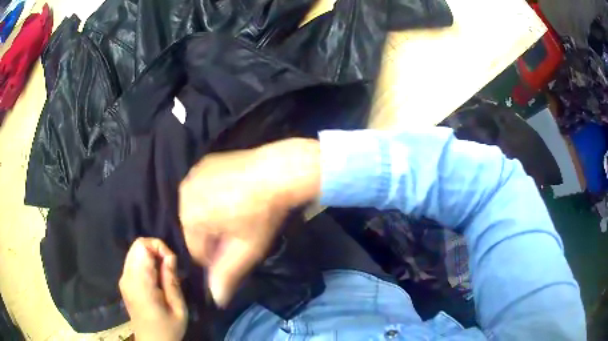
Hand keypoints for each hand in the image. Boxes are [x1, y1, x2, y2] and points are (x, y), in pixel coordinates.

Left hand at [119, 238, 187, 340]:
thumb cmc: (168, 328)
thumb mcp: (178, 308)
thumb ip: (172, 281)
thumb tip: (170, 257)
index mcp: (139, 283)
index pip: (142, 246)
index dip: (159, 248)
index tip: (172, 264)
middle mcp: (127, 276)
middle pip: (137, 245)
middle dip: (156, 251)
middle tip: (170, 268)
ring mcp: (123, 279)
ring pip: (134, 252)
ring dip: (151, 257)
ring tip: (164, 274)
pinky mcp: (124, 282)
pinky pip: (133, 261)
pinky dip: (146, 263)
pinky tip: (156, 279)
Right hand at [179, 138, 319, 306]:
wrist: (279, 170)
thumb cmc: (261, 214)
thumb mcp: (246, 248)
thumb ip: (228, 275)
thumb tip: (217, 299)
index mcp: (189, 217)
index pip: (196, 251)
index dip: (216, 256)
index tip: (235, 251)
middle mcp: (184, 194)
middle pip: (194, 229)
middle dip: (212, 236)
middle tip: (238, 231)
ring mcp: (193, 175)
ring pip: (197, 209)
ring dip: (212, 217)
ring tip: (237, 213)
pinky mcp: (204, 164)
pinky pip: (202, 190)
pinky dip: (212, 197)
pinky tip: (234, 195)